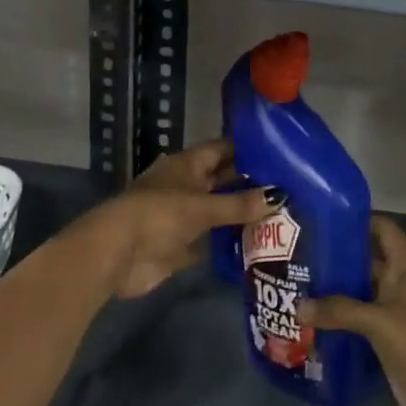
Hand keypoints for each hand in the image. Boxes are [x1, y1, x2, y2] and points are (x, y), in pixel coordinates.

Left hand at [80, 140, 280, 299]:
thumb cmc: (159, 215)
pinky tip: (258, 247)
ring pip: (218, 212)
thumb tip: (279, 197)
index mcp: (187, 165)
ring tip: (282, 218)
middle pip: (222, 181)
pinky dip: (229, 244)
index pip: (222, 150)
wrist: (117, 255)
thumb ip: (239, 204)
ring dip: (242, 216)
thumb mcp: (202, 206)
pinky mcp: (180, 246)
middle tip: (289, 189)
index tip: (280, 154)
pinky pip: (211, 242)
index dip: (248, 150)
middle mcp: (186, 186)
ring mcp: (182, 217)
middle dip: (250, 185)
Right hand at [302, 216, 405, 405]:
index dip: (357, 221)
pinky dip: (341, 319)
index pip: (383, 229)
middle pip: (368, 261)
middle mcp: (403, 283)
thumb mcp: (379, 321)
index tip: (323, 219)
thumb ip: (339, 310)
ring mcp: (397, 313)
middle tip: (300, 255)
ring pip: (362, 293)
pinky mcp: (390, 340)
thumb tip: (297, 306)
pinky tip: (312, 319)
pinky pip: (361, 321)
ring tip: (298, 284)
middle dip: (338, 259)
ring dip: (336, 291)